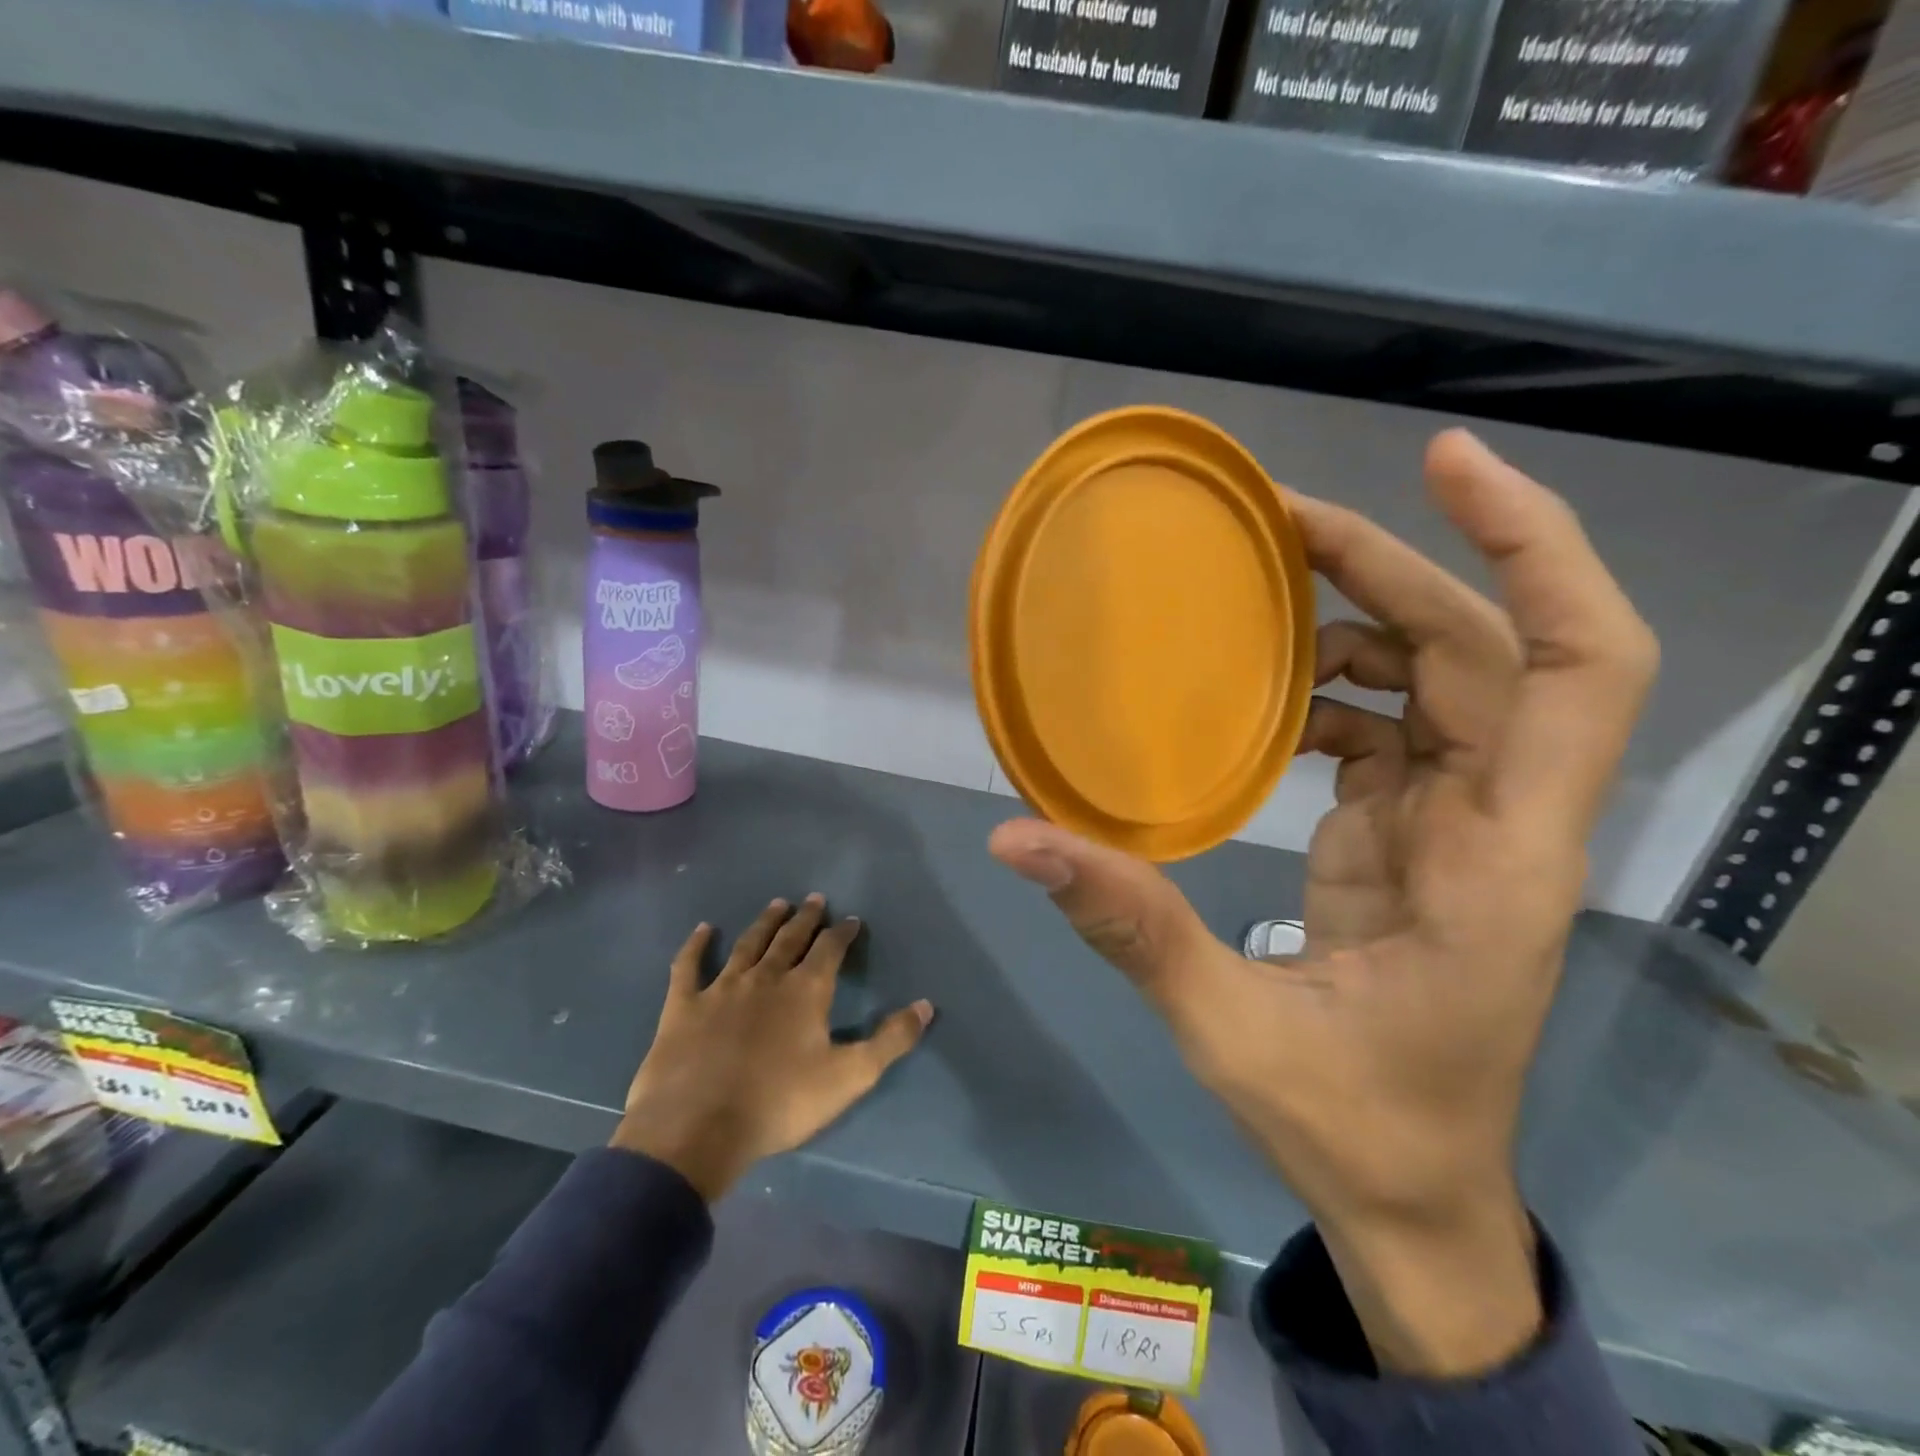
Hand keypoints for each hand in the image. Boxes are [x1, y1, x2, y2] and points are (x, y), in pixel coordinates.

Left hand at [613, 894, 933, 1201]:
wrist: (698, 1129)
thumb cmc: (780, 1104)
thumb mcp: (849, 1077)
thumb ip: (891, 1041)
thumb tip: (926, 1005)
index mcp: (805, 991)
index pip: (830, 949)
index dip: (842, 933)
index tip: (851, 920)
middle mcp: (766, 977)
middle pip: (790, 939)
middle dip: (805, 918)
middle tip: (813, 899)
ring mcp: (721, 988)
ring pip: (748, 944)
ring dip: (765, 923)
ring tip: (777, 905)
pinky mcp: (684, 1006)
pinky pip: (689, 966)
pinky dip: (696, 946)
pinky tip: (703, 930)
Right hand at [989, 430, 1656, 1375]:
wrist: (1414, 1195)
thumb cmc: (1349, 1124)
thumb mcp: (1225, 1027)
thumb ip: (1128, 924)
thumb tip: (1016, 838)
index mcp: (1496, 862)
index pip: (1574, 669)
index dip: (1531, 548)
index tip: (1447, 465)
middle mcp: (1501, 824)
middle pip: (1487, 652)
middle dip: (1393, 566)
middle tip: (1279, 518)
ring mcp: (1463, 829)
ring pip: (1447, 682)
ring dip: (1368, 621)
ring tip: (1267, 587)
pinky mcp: (1422, 840)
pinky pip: (1398, 733)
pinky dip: (1341, 694)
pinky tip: (1271, 699)